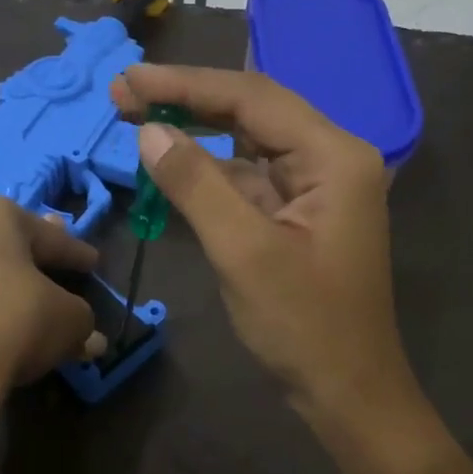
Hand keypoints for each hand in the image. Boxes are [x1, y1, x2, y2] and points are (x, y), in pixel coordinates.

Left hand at [0, 194, 105, 396]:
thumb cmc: (14, 320)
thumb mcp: (68, 320)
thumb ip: (82, 320)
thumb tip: (92, 338)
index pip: (49, 236)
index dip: (75, 253)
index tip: (93, 263)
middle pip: (4, 244)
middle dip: (31, 257)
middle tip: (54, 264)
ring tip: (21, 301)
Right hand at [111, 65, 416, 429]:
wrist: (348, 393)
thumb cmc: (304, 326)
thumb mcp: (244, 252)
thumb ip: (196, 185)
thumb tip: (149, 131)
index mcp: (334, 156)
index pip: (252, 98)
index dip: (186, 85)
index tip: (128, 80)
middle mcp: (331, 158)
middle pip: (252, 110)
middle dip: (187, 99)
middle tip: (124, 92)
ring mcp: (316, 186)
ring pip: (248, 141)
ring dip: (195, 130)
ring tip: (137, 116)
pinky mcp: (298, 212)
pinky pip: (249, 176)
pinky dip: (209, 170)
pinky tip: (172, 163)